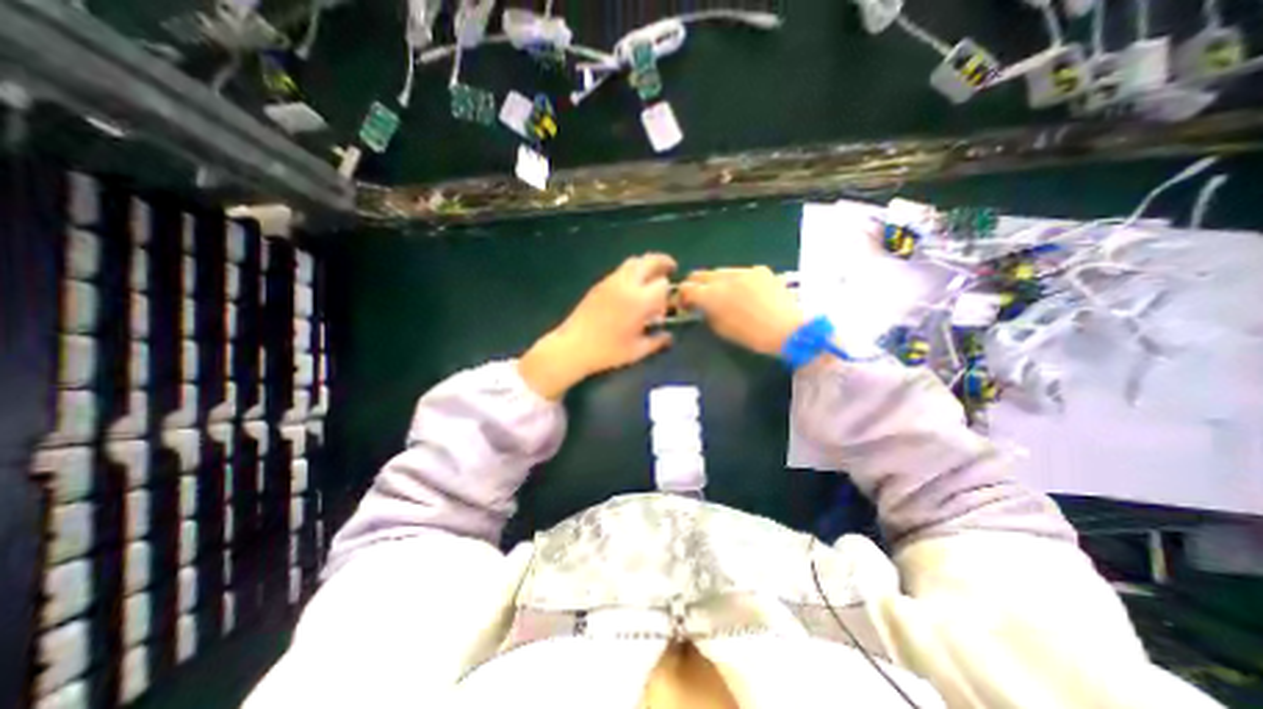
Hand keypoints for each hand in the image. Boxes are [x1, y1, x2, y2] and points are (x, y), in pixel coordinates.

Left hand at [516, 251, 674, 399]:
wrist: (573, 347)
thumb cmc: (607, 351)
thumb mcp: (637, 351)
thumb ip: (657, 341)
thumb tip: (668, 337)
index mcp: (639, 300)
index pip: (662, 284)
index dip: (669, 293)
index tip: (667, 306)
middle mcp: (626, 284)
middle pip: (649, 261)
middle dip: (662, 263)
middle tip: (670, 269)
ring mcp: (610, 282)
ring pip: (633, 262)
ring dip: (646, 265)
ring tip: (650, 278)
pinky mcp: (599, 285)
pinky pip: (620, 270)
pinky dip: (631, 272)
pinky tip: (630, 290)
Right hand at [677, 264, 802, 357]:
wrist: (787, 329)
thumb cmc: (751, 336)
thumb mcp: (721, 329)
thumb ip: (707, 313)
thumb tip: (702, 306)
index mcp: (711, 295)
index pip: (686, 288)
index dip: (681, 297)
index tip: (683, 304)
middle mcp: (724, 278)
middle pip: (700, 275)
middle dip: (695, 285)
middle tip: (697, 296)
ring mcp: (743, 271)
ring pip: (720, 271)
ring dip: (715, 281)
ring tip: (722, 293)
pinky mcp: (759, 270)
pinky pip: (740, 272)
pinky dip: (736, 281)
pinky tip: (745, 292)